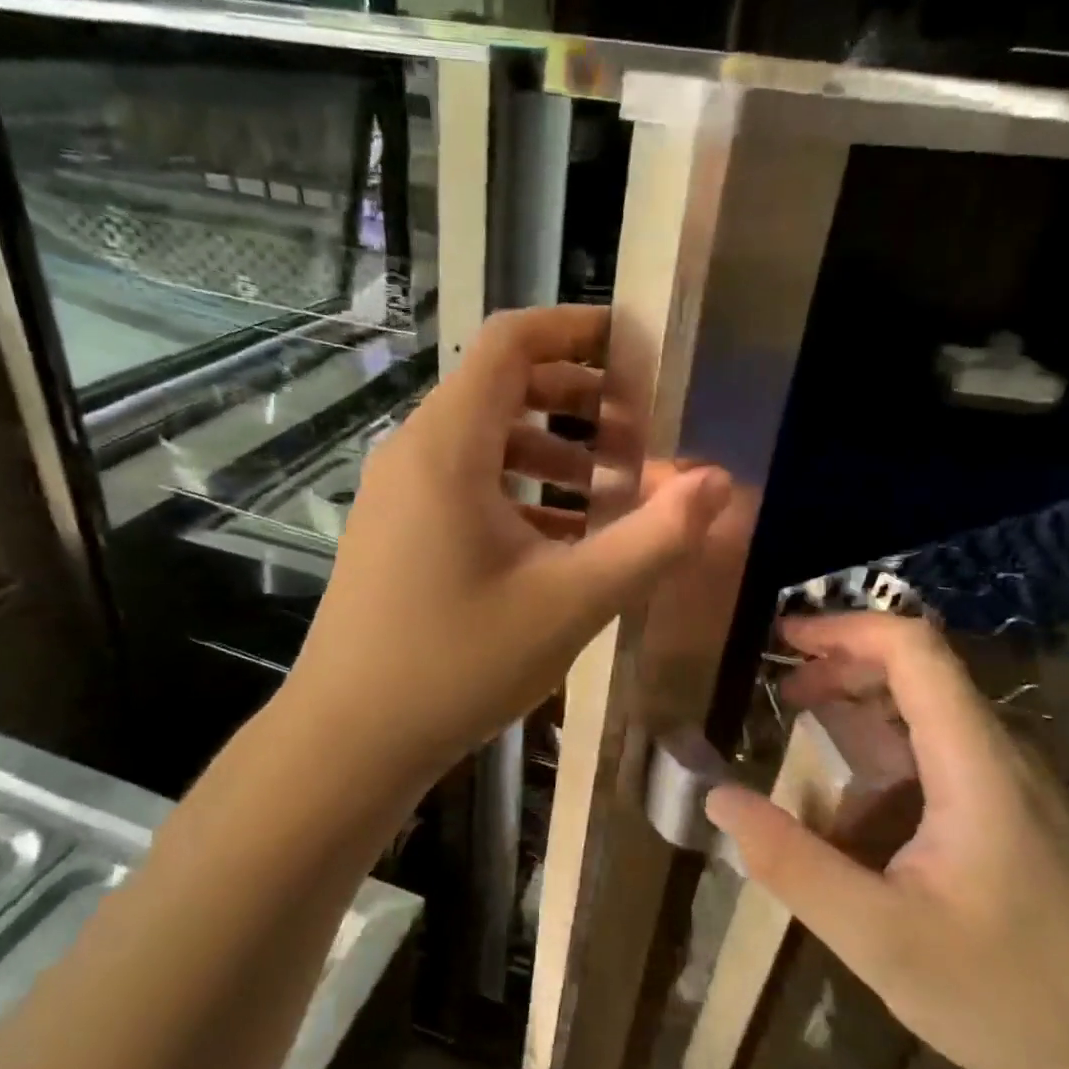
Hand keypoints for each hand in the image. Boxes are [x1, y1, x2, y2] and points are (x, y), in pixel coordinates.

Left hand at [286, 305, 730, 780]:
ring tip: (611, 491)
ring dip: (552, 452)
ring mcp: (397, 494)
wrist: (349, 739)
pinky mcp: (395, 531)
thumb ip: (651, 540)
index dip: (574, 329)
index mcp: (448, 447)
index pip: (509, 343)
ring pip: (484, 441)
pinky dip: (517, 491)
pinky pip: (464, 484)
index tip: (634, 348)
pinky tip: (560, 540)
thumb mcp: (570, 603)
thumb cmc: (457, 664)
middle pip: (499, 388)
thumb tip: (719, 482)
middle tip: (638, 433)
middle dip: (576, 399)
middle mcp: (414, 453)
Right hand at [707, 611, 1068, 1068]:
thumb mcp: (883, 938)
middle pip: (918, 674)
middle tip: (780, 695)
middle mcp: (1000, 756)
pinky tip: (855, 824)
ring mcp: (1015, 788)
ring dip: (861, 723)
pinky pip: (941, 764)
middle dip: (842, 672)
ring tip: (804, 756)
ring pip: (927, 722)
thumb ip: (794, 864)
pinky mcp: (1019, 820)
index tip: (782, 638)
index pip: (914, 649)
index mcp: (975, 762)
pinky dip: (886, 768)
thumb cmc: (1020, 998)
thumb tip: (719, 798)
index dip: (844, 629)